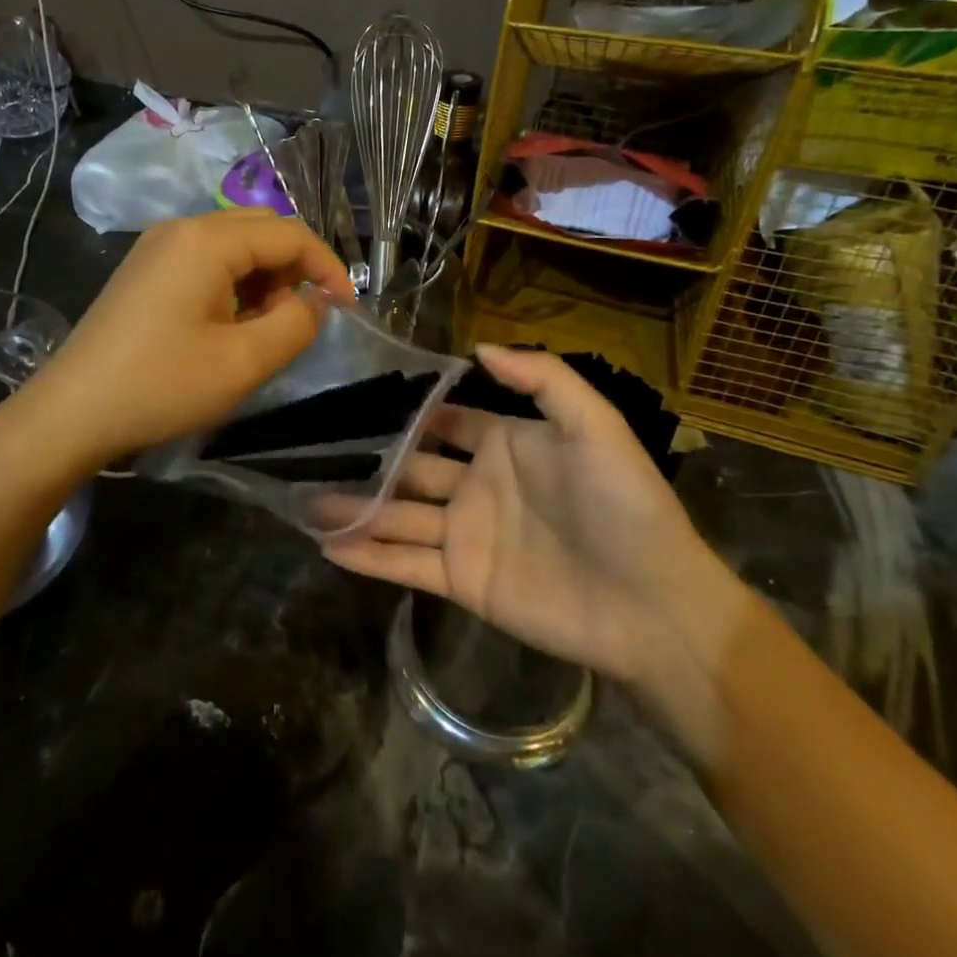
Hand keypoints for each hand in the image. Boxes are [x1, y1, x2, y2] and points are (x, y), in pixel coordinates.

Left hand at [22, 209, 353, 462]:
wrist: (71, 412)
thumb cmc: (161, 385)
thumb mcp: (244, 361)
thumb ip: (296, 323)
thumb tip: (314, 301)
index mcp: (208, 239)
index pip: (290, 234)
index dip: (327, 268)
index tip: (347, 309)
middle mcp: (183, 227)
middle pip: (262, 229)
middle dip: (294, 269)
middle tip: (301, 318)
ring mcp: (159, 245)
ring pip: (235, 244)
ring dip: (263, 278)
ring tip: (263, 329)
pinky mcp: (146, 268)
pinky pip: (207, 259)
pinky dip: (234, 283)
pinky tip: (228, 325)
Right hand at [323, 344, 741, 687]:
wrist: (654, 606)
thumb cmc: (625, 505)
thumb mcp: (594, 425)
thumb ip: (542, 378)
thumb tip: (478, 349)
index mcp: (504, 444)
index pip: (444, 420)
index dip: (407, 411)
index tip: (357, 398)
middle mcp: (477, 485)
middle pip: (410, 468)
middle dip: (366, 460)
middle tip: (312, 450)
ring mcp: (465, 536)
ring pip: (397, 516)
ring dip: (353, 508)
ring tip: (303, 499)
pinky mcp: (462, 582)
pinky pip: (405, 566)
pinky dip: (367, 556)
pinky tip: (327, 545)